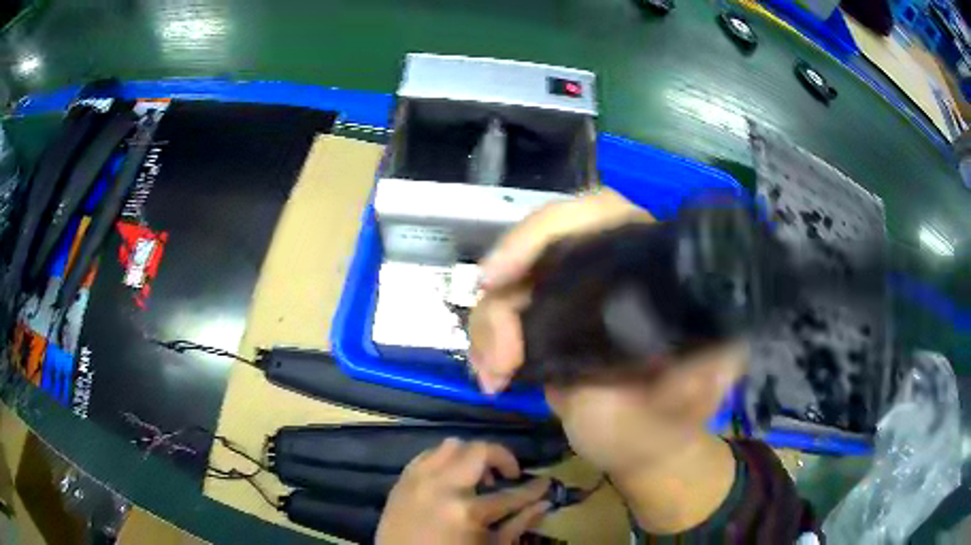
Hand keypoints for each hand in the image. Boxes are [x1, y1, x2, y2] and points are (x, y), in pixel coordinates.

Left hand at [376, 439, 551, 544]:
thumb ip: (518, 524)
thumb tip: (544, 503)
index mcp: (467, 511)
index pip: (512, 494)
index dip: (534, 488)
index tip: (546, 483)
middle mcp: (442, 487)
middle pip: (479, 451)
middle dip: (502, 458)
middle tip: (508, 475)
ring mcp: (418, 480)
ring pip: (451, 445)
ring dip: (470, 456)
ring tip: (476, 478)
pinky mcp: (402, 480)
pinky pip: (427, 455)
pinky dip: (444, 461)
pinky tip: (451, 479)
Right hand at [469, 190, 744, 473]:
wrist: (636, 447)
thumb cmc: (669, 417)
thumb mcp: (691, 394)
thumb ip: (701, 371)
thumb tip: (705, 347)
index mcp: (647, 266)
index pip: (599, 214)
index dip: (549, 229)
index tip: (506, 274)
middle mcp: (604, 269)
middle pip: (541, 242)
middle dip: (506, 286)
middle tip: (498, 346)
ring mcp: (567, 297)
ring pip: (509, 283)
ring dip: (490, 327)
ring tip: (495, 376)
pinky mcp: (540, 325)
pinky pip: (497, 316)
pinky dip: (485, 343)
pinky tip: (492, 378)